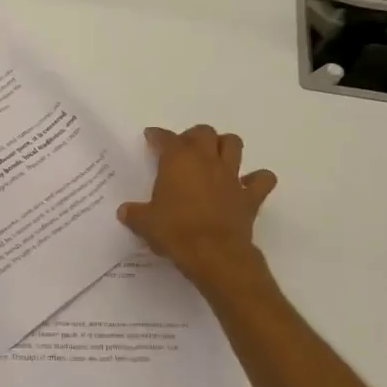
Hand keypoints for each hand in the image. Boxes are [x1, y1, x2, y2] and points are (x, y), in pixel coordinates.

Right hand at [118, 125, 276, 290]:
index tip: (151, 137)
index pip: (166, 138)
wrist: (213, 254)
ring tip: (215, 157)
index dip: (158, 136)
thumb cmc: (174, 231)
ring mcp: (231, 176)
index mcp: (177, 161)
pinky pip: (262, 179)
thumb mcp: (144, 223)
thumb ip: (134, 213)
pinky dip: (257, 179)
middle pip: (204, 132)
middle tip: (184, 148)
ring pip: (233, 144)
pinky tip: (247, 184)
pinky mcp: (250, 196)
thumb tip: (125, 211)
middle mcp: (206, 161)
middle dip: (193, 136)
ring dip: (224, 146)